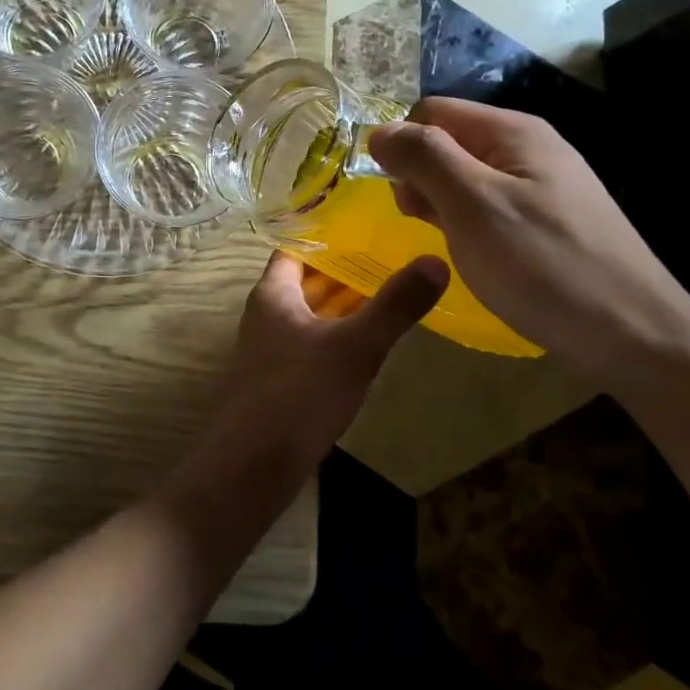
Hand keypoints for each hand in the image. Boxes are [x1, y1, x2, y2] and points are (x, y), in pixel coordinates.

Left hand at [194, 251, 448, 470]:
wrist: (252, 465)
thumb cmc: (298, 394)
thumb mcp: (354, 346)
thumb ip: (394, 305)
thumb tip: (436, 260)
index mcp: (273, 294)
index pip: (296, 248)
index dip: (327, 234)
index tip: (367, 223)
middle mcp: (266, 314)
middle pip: (306, 280)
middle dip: (344, 269)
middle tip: (391, 254)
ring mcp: (270, 349)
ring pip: (311, 313)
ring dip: (343, 304)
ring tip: (389, 291)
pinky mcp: (280, 380)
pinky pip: (312, 343)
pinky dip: (337, 334)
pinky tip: (368, 343)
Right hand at [367, 98, 689, 383]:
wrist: (634, 335)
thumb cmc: (543, 264)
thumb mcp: (472, 204)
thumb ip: (424, 158)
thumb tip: (379, 131)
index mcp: (512, 131)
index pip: (431, 112)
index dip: (403, 144)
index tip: (395, 193)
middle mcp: (527, 148)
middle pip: (448, 142)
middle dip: (419, 177)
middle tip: (422, 224)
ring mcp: (540, 186)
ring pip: (463, 178)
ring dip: (439, 204)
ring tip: (447, 243)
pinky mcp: (545, 222)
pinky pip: (486, 207)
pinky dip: (465, 224)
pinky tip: (471, 254)